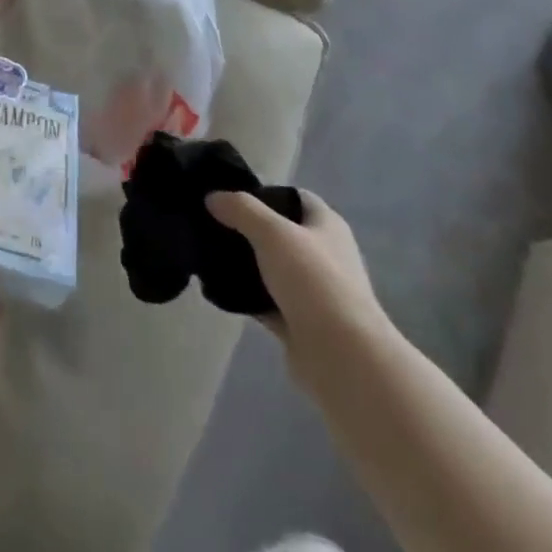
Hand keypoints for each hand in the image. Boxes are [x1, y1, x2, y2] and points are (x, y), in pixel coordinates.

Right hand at [207, 189, 387, 389]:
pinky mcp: (300, 324)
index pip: (295, 197)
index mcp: (327, 226)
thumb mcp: (272, 232)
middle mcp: (324, 255)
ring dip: (246, 265)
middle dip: (249, 229)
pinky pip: (267, 302)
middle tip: (213, 224)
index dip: (265, 193)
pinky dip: (247, 297)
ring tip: (208, 254)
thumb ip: (241, 209)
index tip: (231, 196)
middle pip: (281, 233)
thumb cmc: (314, 281)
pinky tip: (219, 290)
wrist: (342, 358)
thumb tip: (212, 197)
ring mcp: (313, 293)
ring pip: (272, 269)